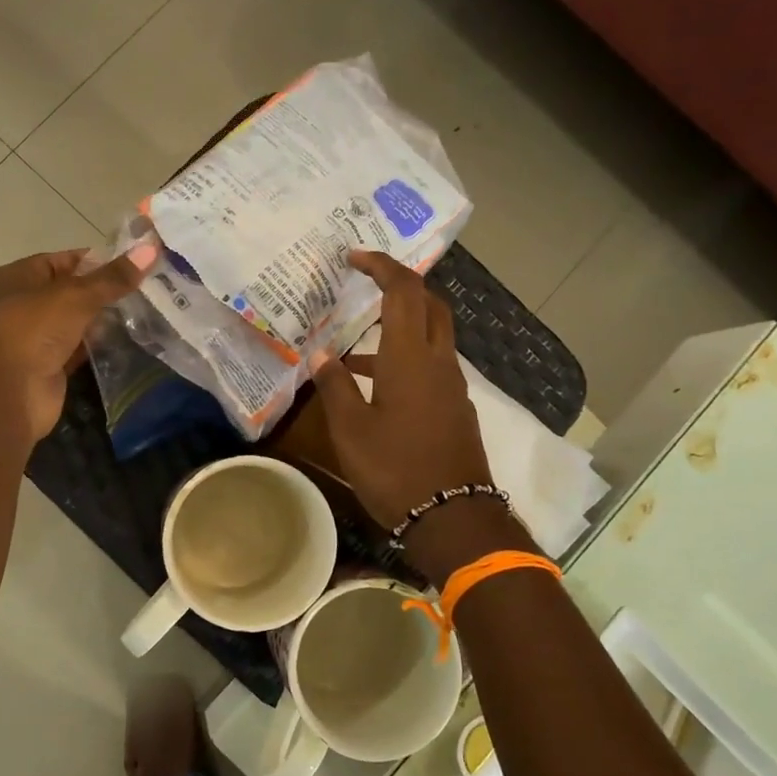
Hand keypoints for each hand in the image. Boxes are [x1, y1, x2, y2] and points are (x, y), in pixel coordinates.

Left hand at [0, 242, 157, 445]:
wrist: (4, 394)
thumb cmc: (31, 330)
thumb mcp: (75, 295)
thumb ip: (112, 277)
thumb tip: (151, 247)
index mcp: (17, 278)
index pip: (63, 261)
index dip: (98, 261)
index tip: (136, 263)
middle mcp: (22, 306)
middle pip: (71, 292)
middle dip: (105, 292)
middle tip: (148, 289)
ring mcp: (34, 340)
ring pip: (76, 323)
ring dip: (104, 321)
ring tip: (146, 312)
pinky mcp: (48, 369)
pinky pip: (78, 351)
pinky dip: (98, 348)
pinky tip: (128, 341)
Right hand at [311, 251, 527, 580]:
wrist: (453, 517)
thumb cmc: (394, 469)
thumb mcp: (350, 430)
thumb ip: (334, 386)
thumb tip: (321, 355)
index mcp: (410, 357)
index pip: (404, 290)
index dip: (381, 266)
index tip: (354, 258)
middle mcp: (438, 361)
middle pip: (429, 304)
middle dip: (400, 286)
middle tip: (366, 285)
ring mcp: (451, 385)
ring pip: (431, 336)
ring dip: (399, 327)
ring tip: (353, 350)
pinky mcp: (455, 407)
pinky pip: (431, 365)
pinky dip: (406, 358)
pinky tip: (376, 388)